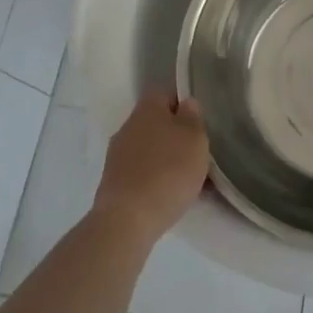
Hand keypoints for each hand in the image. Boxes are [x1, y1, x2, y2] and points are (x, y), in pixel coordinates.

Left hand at [92, 90, 209, 244]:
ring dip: (167, 159)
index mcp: (147, 108)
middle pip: (156, 122)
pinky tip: (172, 197)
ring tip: (189, 180)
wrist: (127, 220)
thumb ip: (193, 117)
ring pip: (150, 149)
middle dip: (176, 135)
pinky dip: (156, 180)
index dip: (182, 103)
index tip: (199, 122)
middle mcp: (128, 126)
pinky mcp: (114, 183)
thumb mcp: (195, 138)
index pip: (164, 92)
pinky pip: (142, 173)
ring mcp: (117, 156)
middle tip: (197, 152)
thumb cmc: (168, 170)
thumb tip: (186, 104)